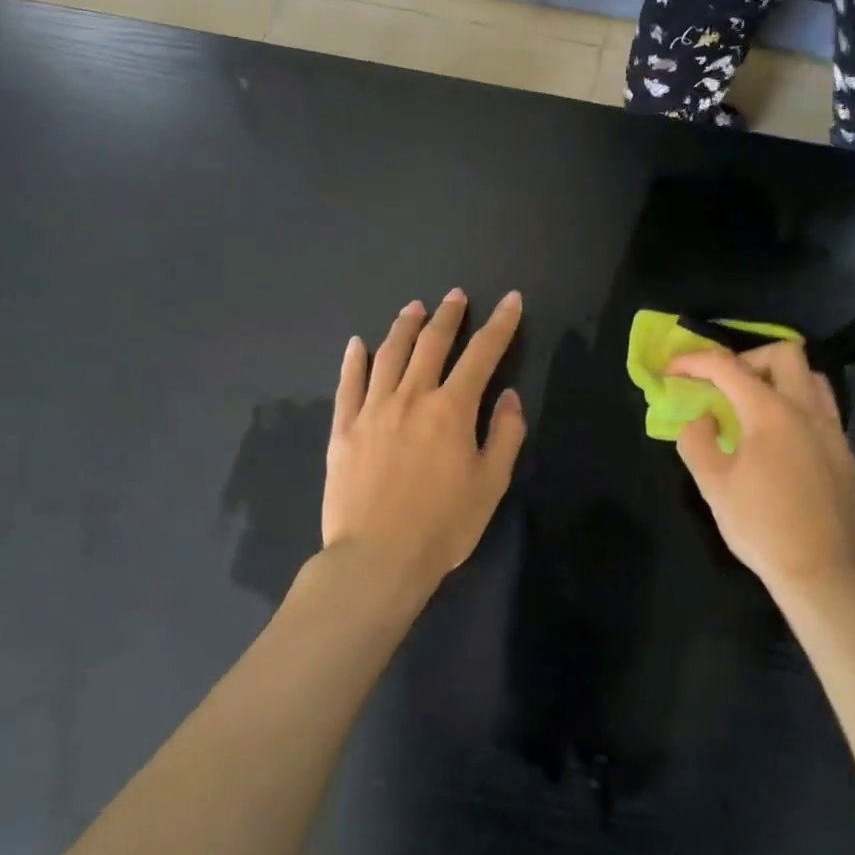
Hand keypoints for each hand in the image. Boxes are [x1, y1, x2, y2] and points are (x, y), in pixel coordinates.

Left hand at [323, 289, 527, 593]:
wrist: (377, 558)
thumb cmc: (444, 525)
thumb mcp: (491, 484)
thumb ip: (505, 435)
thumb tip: (509, 397)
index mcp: (452, 409)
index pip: (482, 354)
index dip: (500, 324)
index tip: (511, 300)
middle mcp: (412, 397)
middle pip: (432, 343)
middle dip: (449, 315)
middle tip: (456, 296)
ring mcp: (373, 409)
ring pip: (389, 354)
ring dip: (404, 326)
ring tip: (414, 308)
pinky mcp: (343, 428)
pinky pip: (348, 384)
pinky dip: (354, 360)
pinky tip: (357, 344)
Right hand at [670, 342, 854, 595]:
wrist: (820, 571)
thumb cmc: (760, 526)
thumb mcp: (713, 484)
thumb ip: (696, 440)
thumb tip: (700, 417)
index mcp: (770, 413)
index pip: (727, 367)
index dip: (694, 362)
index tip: (672, 371)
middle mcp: (807, 410)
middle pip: (783, 354)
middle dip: (746, 359)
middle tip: (723, 386)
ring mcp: (832, 430)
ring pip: (811, 377)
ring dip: (778, 378)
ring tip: (753, 406)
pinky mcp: (844, 452)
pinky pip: (822, 408)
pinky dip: (796, 405)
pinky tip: (779, 439)